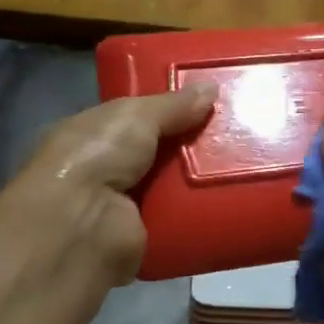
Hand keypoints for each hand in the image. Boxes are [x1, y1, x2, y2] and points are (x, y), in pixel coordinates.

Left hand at [10, 84, 217, 284]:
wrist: (81, 225)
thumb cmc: (96, 156)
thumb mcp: (134, 115)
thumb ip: (173, 105)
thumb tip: (211, 87)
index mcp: (89, 135)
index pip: (132, 119)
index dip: (166, 109)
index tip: (205, 100)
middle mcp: (102, 170)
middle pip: (157, 152)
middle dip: (190, 142)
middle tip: (233, 128)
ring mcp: (122, 206)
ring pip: (172, 186)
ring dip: (200, 177)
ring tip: (242, 160)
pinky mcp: (144, 236)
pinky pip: (181, 218)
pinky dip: (202, 209)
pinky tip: (232, 195)